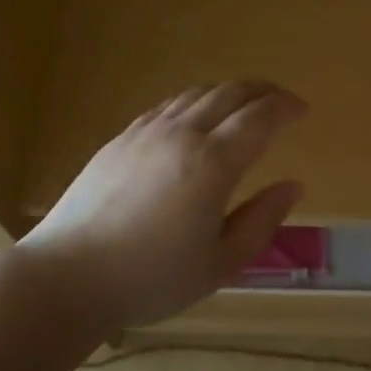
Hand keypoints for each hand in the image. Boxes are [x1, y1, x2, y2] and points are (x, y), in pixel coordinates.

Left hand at [14, 82, 307, 337]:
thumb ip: (261, 221)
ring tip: (244, 104)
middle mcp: (182, 135)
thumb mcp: (220, 264)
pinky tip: (195, 116)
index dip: (285, 107)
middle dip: (262, 91)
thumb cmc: (151, 278)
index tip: (302, 110)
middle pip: (230, 94)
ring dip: (228, 92)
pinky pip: (167, 106)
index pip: (259, 118)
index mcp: (212, 164)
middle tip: (280, 100)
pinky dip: (194, 101)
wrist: (68, 275)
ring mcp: (146, 132)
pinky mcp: (121, 139)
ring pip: (196, 94)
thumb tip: (293, 186)